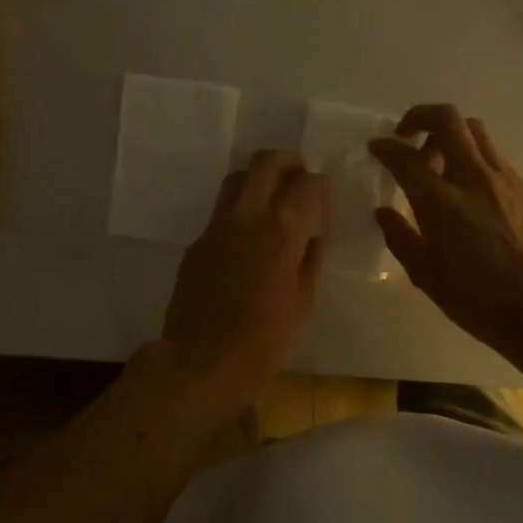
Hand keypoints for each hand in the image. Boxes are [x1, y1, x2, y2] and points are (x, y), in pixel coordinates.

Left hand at [161, 150, 328, 414]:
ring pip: (237, 179)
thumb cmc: (264, 340)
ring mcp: (216, 227)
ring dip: (259, 179)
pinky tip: (250, 238)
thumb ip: (311, 259)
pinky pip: (222, 210)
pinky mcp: (197, 242)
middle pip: (265, 163)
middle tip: (300, 178)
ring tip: (274, 201)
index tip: (326, 198)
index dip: (321, 185)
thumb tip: (314, 234)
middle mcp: (247, 217)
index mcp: (280, 231)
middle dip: (288, 162)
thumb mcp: (303, 302)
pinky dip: (241, 209)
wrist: (200, 360)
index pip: (307, 185)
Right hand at [369, 104, 522, 350]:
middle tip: (407, 136)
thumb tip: (384, 213)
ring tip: (438, 160)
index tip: (376, 148)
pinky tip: (468, 186)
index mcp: (441, 201)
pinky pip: (493, 154)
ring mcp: (504, 178)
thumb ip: (400, 237)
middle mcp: (472, 177)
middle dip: (419, 116)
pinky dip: (473, 155)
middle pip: (446, 119)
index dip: (385, 147)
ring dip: (450, 134)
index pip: (405, 157)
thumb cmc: (477, 299)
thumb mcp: (426, 275)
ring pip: (474, 130)